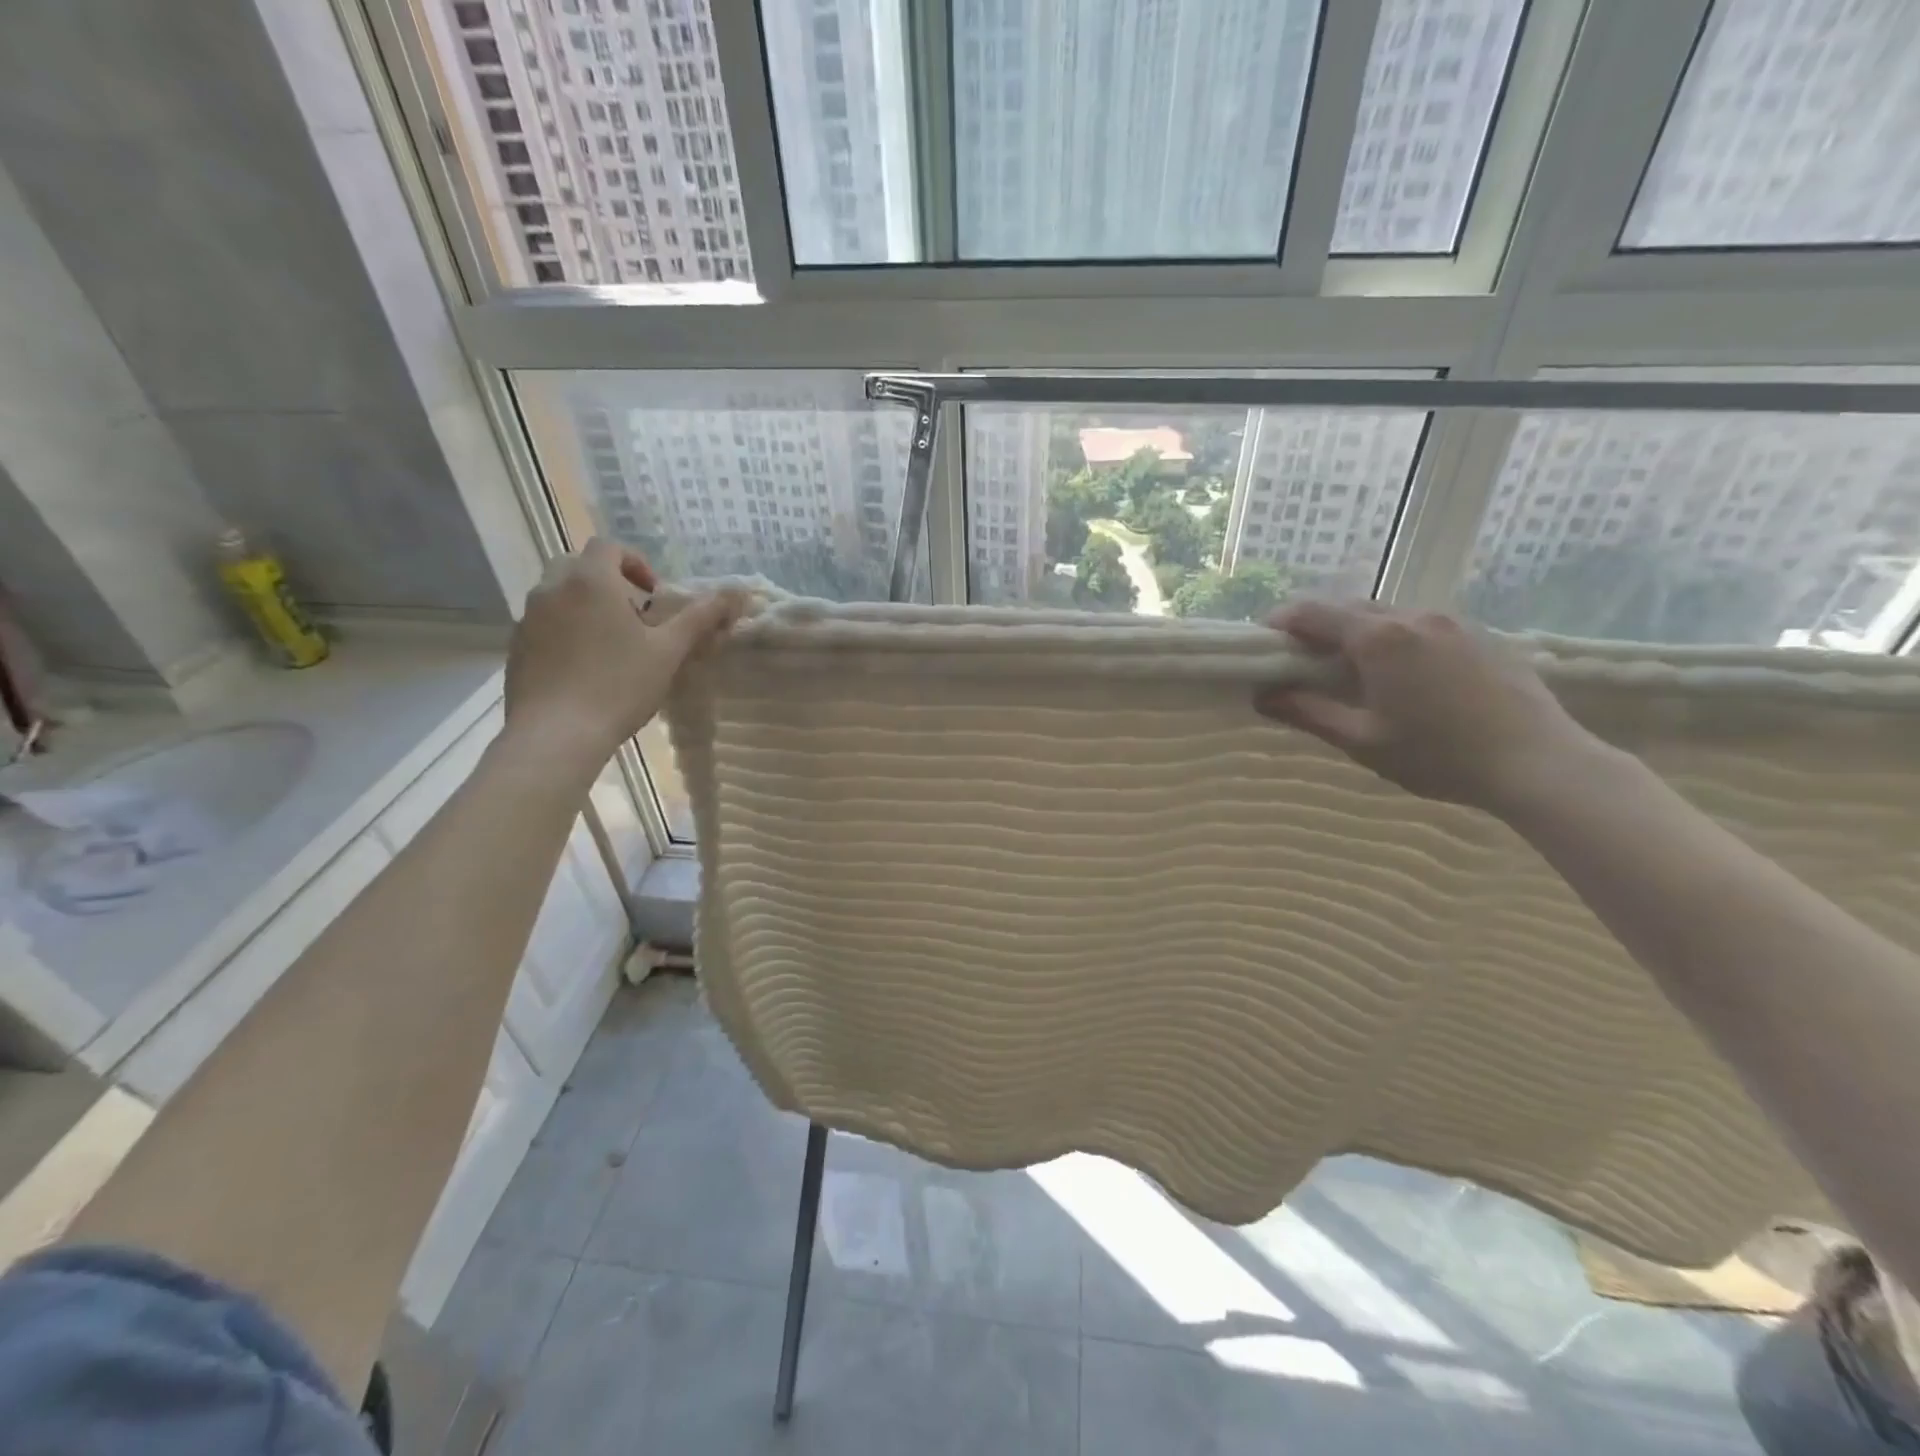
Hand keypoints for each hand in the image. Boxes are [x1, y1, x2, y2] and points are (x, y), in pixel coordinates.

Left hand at [503, 540, 740, 772]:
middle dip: (609, 583)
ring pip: (559, 596)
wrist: (556, 734)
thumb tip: (738, 592)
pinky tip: (586, 669)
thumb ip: (700, 617)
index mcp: (590, 581)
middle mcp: (552, 589)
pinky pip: (545, 625)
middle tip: (635, 618)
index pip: (609, 547)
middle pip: (580, 566)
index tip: (654, 595)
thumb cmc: (618, 686)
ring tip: (612, 645)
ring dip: (586, 607)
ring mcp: (528, 619)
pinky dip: (566, 632)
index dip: (636, 562)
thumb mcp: (669, 651)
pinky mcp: (516, 648)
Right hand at [1255, 600, 1603, 816]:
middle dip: (1318, 628)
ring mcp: (1452, 622)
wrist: (1540, 762)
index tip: (1264, 644)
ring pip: (1388, 615)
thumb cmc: (1439, 755)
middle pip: (1349, 608)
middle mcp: (1413, 617)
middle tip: (1302, 662)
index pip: (1312, 613)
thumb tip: (1263, 696)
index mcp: (1378, 639)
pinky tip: (1401, 676)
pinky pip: (1421, 626)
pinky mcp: (1480, 635)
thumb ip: (1308, 713)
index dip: (1281, 623)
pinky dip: (1394, 639)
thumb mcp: (1361, 741)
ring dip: (1358, 633)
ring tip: (1351, 670)